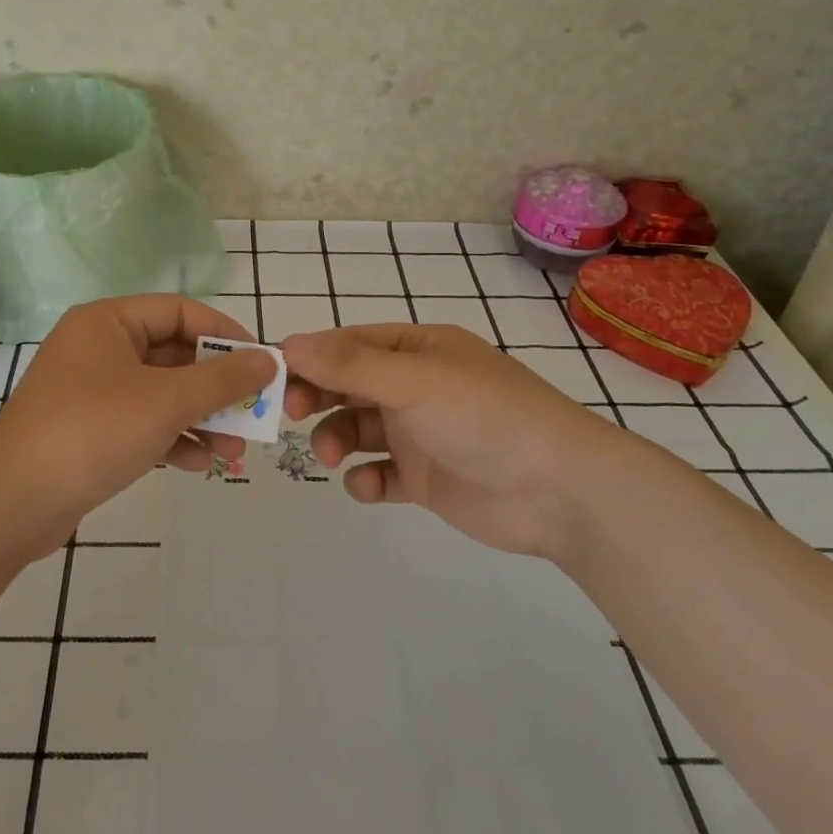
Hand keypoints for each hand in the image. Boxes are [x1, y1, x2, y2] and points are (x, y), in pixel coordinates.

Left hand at [0, 296, 274, 558]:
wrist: (13, 503)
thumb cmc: (93, 432)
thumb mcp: (166, 401)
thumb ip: (222, 379)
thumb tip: (268, 360)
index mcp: (109, 322)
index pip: (181, 311)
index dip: (226, 333)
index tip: (262, 363)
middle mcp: (98, 348)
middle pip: (173, 355)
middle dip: (216, 388)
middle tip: (255, 412)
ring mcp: (91, 391)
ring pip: (160, 394)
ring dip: (200, 419)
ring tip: (235, 452)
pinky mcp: (88, 430)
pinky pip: (142, 423)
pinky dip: (172, 438)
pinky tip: (199, 464)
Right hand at [281, 323, 624, 557]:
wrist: (558, 490)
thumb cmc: (483, 416)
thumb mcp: (413, 381)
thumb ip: (349, 365)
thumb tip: (287, 343)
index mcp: (419, 350)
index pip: (350, 344)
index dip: (311, 357)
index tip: (274, 376)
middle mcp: (417, 387)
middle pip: (349, 386)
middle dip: (318, 397)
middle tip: (291, 414)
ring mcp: (421, 433)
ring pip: (358, 429)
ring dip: (336, 438)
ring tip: (331, 456)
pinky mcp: (426, 478)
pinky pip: (380, 473)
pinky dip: (366, 479)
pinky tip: (370, 485)